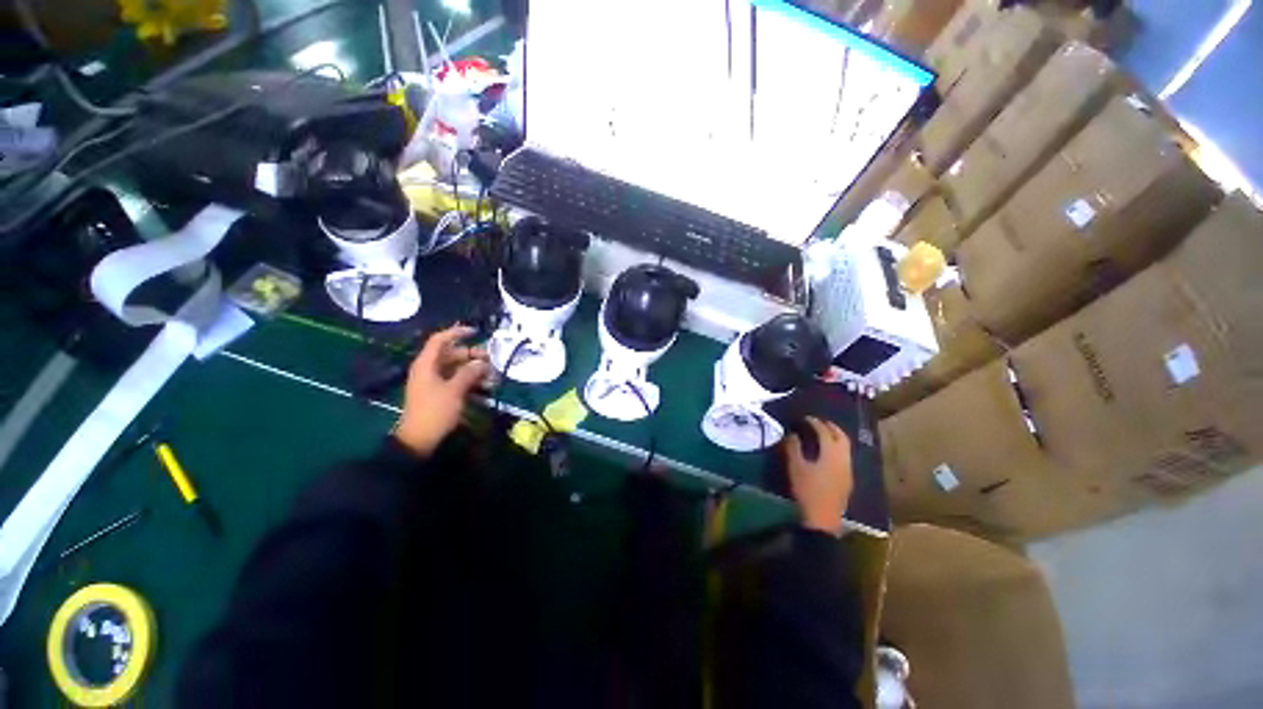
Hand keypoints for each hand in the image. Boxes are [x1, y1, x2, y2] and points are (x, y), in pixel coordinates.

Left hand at [394, 325, 490, 455]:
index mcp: (427, 364)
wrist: (419, 440)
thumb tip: (481, 362)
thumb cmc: (435, 411)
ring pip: (457, 369)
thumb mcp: (455, 390)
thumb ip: (469, 373)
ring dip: (474, 371)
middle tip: (491, 361)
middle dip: (473, 356)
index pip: (440, 340)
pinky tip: (485, 388)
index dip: (457, 333)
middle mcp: (429, 369)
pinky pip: (457, 381)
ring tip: (492, 377)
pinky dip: (470, 382)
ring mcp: (434, 382)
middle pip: (452, 355)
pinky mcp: (440, 394)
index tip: (476, 332)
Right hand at [785, 417, 853, 536]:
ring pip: (845, 448)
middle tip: (818, 422)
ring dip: (835, 438)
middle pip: (841, 437)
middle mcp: (844, 459)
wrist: (821, 520)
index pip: (825, 431)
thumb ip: (793, 447)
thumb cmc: (807, 491)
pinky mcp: (847, 480)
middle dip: (830, 427)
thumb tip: (792, 433)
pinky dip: (837, 449)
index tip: (805, 418)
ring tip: (822, 435)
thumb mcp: (795, 467)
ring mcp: (848, 470)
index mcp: (831, 453)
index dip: (814, 422)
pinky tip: (826, 453)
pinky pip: (845, 457)